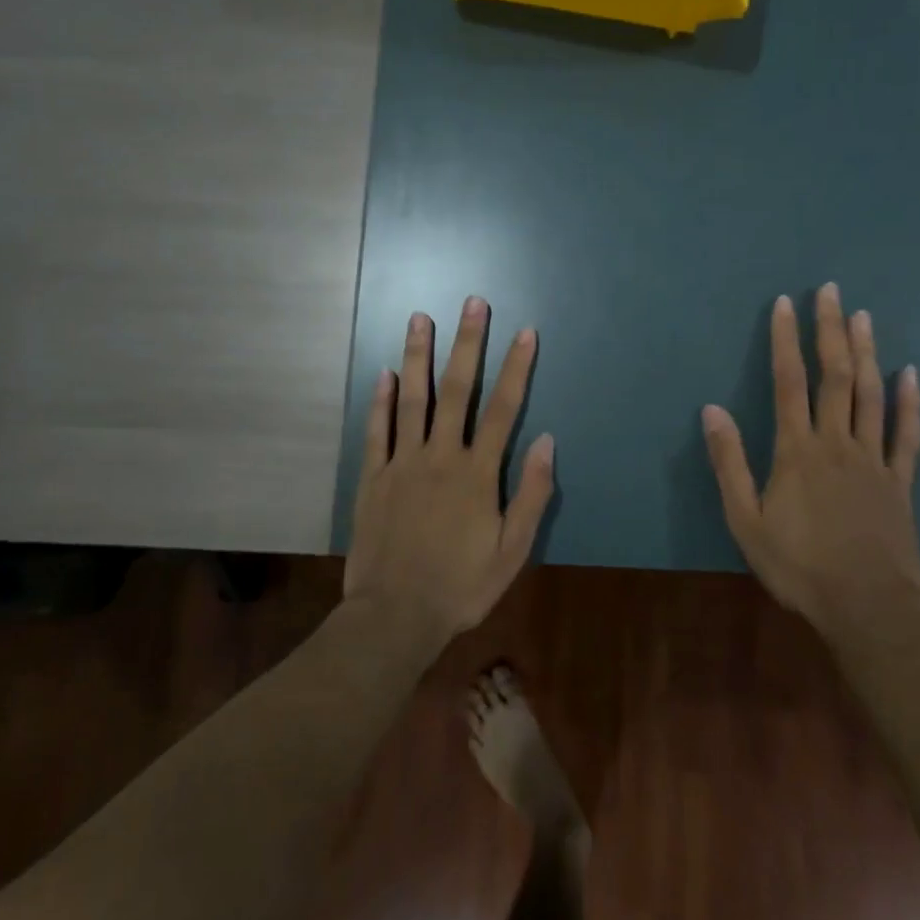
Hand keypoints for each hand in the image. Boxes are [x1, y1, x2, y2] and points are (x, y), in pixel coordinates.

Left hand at [347, 297, 555, 640]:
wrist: (395, 616)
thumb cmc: (461, 585)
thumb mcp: (513, 550)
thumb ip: (531, 493)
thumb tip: (546, 440)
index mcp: (477, 473)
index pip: (503, 408)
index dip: (516, 367)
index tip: (524, 332)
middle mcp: (440, 456)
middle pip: (456, 390)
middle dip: (466, 344)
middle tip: (472, 303)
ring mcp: (402, 464)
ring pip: (412, 400)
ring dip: (418, 356)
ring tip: (420, 318)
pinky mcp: (373, 478)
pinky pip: (377, 431)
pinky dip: (381, 400)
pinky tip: (385, 373)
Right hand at [701, 284, 919, 631]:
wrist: (865, 606)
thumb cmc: (797, 565)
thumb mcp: (746, 519)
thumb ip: (729, 463)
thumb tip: (711, 410)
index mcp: (797, 450)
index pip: (789, 382)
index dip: (786, 340)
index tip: (786, 304)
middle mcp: (836, 442)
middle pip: (835, 376)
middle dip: (831, 330)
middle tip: (831, 291)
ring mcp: (873, 459)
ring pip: (871, 394)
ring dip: (867, 352)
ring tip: (864, 316)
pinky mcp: (900, 482)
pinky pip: (906, 434)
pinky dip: (909, 402)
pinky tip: (909, 374)